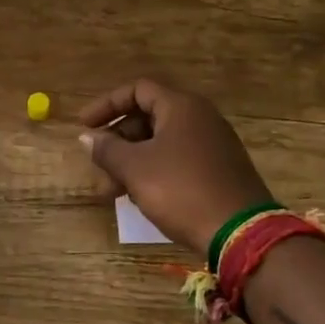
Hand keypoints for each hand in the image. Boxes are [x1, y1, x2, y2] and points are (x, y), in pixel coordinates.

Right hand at [78, 79, 273, 253]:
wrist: (241, 233)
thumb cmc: (181, 190)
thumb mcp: (135, 169)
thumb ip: (107, 149)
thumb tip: (87, 137)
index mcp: (181, 107)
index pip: (137, 90)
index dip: (106, 105)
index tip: (84, 126)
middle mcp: (200, 118)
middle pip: (147, 117)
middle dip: (117, 142)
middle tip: (97, 167)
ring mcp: (212, 145)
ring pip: (160, 143)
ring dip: (131, 162)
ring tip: (111, 193)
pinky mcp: (219, 170)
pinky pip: (177, 161)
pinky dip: (153, 172)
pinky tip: (140, 197)